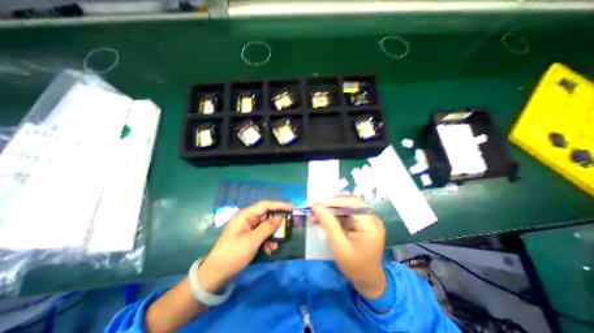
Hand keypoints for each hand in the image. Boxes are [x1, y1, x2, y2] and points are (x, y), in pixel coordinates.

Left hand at [198, 201, 293, 291]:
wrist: (215, 275)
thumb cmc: (233, 255)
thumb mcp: (252, 241)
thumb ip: (267, 228)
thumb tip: (280, 218)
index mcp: (244, 216)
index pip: (264, 205)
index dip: (279, 205)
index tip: (292, 207)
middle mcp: (246, 219)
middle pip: (266, 215)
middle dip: (276, 222)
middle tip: (288, 225)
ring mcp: (247, 228)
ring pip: (265, 226)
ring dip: (272, 234)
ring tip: (276, 245)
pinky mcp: (248, 237)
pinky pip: (262, 234)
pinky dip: (267, 241)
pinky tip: (269, 250)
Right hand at [313, 195, 387, 299]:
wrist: (368, 281)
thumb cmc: (355, 267)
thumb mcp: (339, 247)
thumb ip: (329, 224)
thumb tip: (316, 206)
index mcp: (370, 225)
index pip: (353, 203)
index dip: (335, 201)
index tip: (318, 204)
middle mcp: (371, 219)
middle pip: (350, 203)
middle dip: (331, 205)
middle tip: (315, 208)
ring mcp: (367, 220)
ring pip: (346, 208)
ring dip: (330, 210)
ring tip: (316, 215)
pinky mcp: (362, 223)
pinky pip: (347, 215)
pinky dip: (334, 216)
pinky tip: (323, 219)